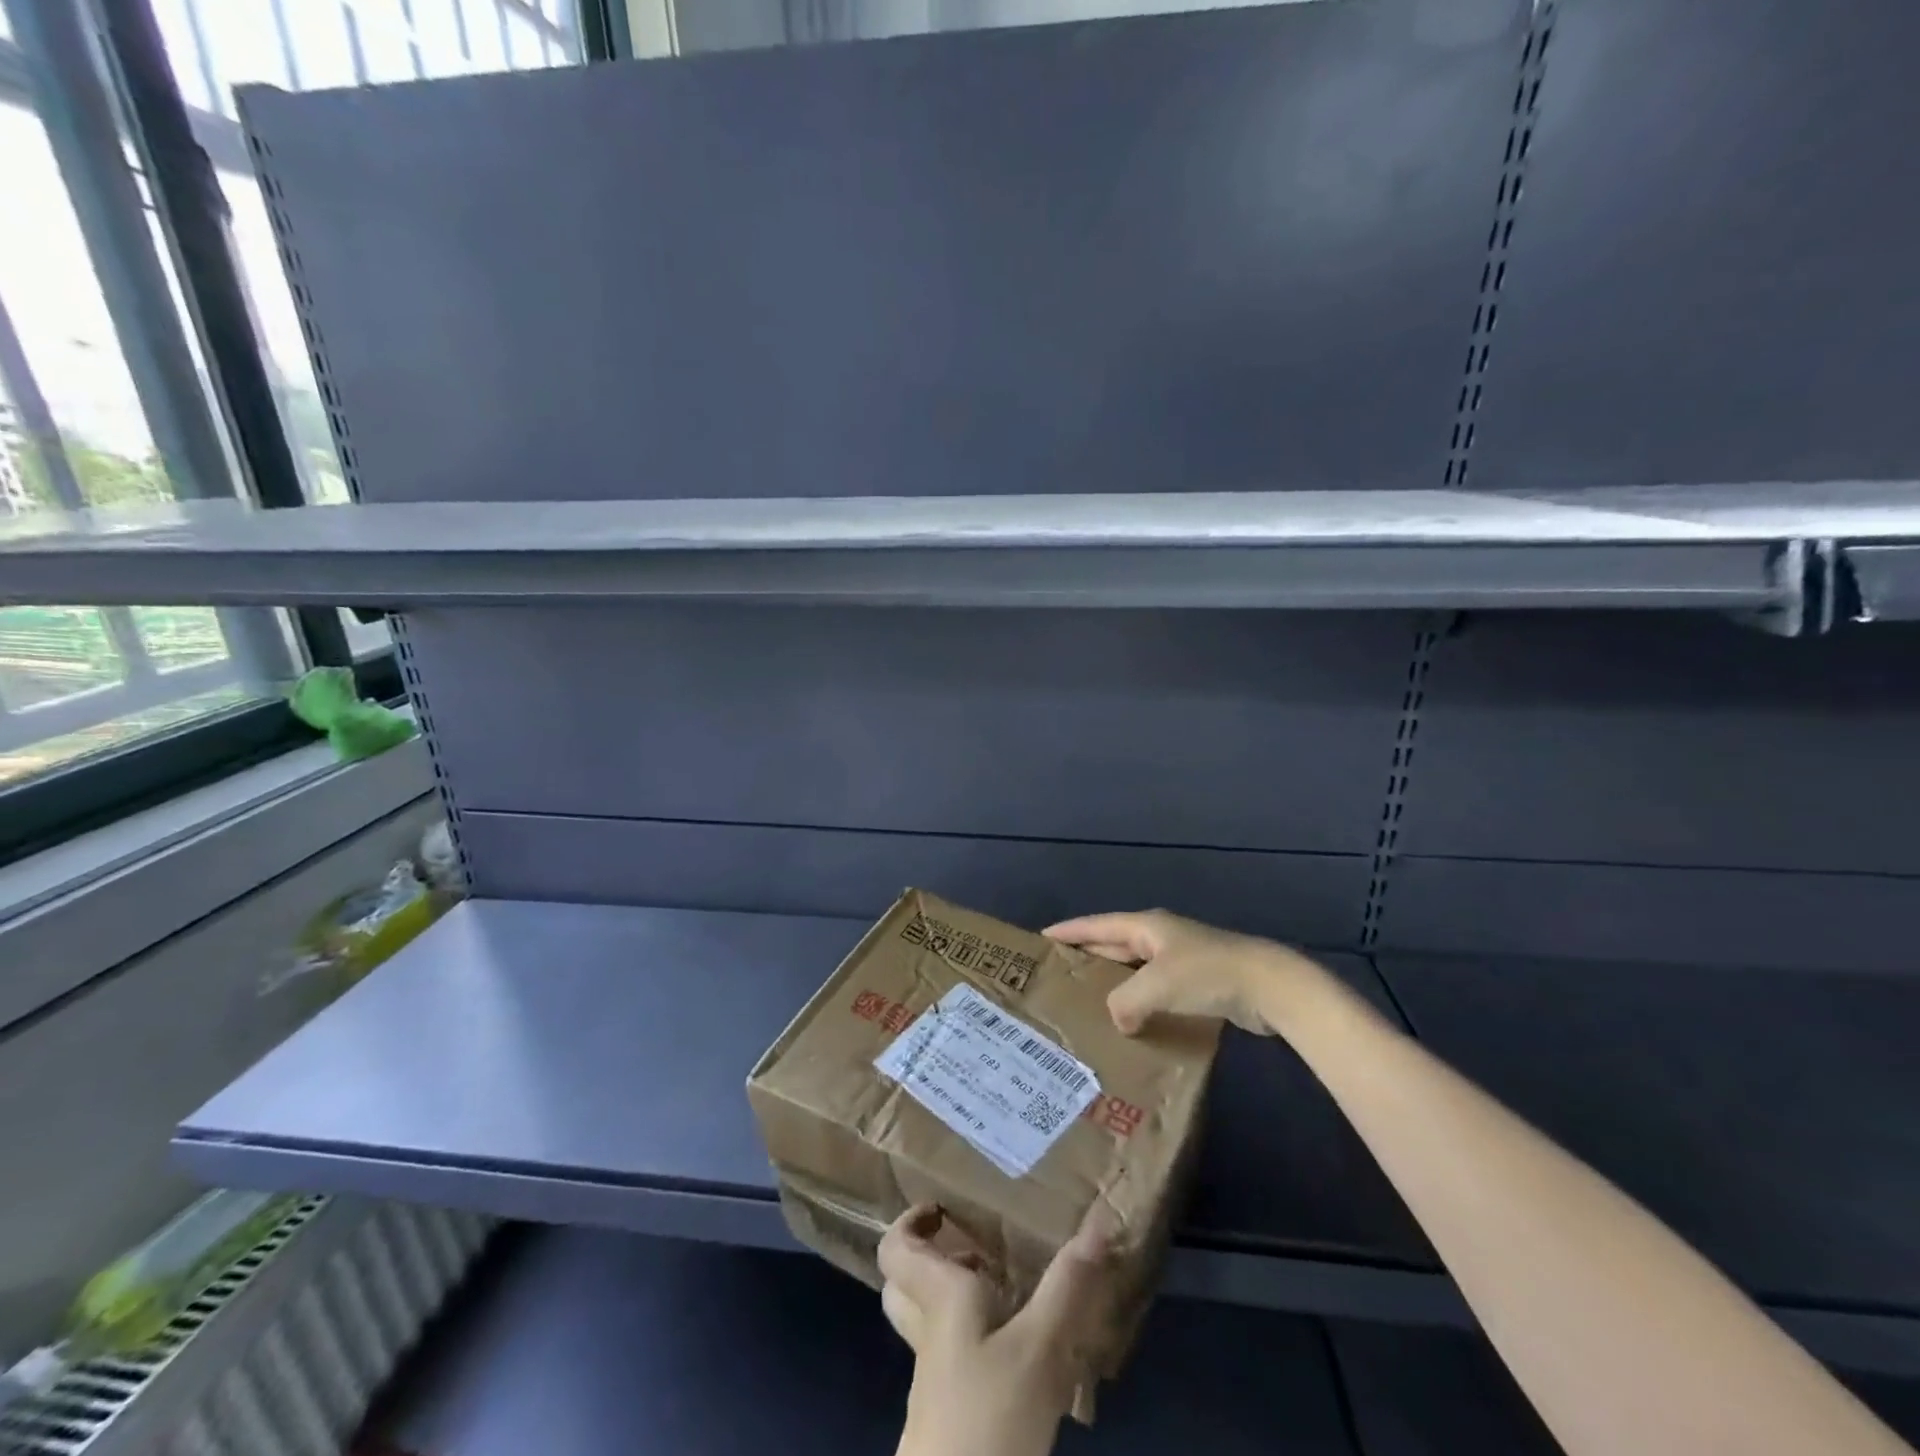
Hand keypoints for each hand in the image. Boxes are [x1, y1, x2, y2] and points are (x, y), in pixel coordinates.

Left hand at [880, 1202, 1113, 1455]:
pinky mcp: (951, 1416)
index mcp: (938, 1299)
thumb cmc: (988, 1419)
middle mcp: (929, 1331)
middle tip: (977, 1250)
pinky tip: (1021, 1356)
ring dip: (960, 1302)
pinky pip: (954, 1361)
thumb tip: (1098, 1221)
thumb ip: (1066, 1287)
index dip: (909, 1222)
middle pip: (907, 1286)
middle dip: (934, 1261)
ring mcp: (935, 1379)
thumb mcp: (1039, 1349)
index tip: (942, 1210)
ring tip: (1011, 1292)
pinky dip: (979, 1345)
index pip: (896, 1249)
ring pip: (932, 1323)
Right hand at [1045, 908, 1324, 1036]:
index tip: (1042, 938)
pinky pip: (1156, 990)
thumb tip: (1119, 1021)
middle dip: (1088, 956)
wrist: (1269, 986)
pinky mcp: (1198, 983)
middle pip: (1114, 944)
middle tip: (1059, 975)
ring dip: (1115, 983)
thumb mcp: (1156, 985)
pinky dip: (1140, 1002)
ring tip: (1088, 1002)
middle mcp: (1160, 938)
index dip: (1069, 931)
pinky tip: (1132, 1023)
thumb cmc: (1206, 974)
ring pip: (1136, 969)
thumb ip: (1125, 1003)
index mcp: (1146, 926)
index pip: (1096, 925)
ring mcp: (1180, 960)